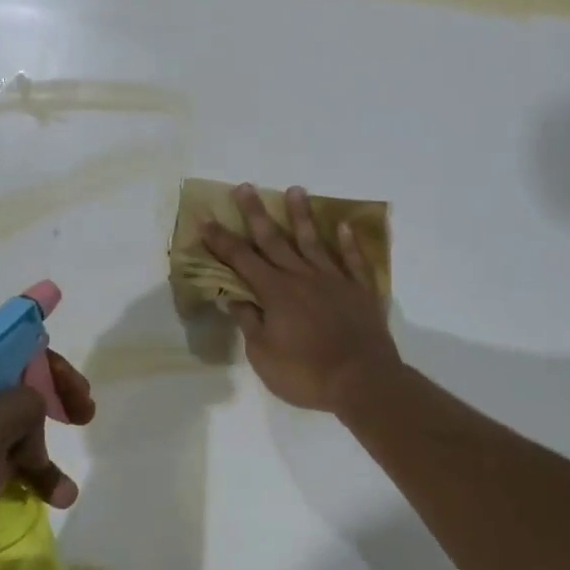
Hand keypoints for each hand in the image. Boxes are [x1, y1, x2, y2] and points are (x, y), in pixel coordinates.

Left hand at [0, 348, 93, 569]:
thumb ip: (16, 401)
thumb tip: (31, 406)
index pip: (0, 350)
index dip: (46, 365)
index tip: (79, 394)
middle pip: (5, 387)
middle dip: (47, 405)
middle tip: (82, 419)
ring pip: (2, 430)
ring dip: (39, 450)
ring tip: (64, 489)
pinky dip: (22, 477)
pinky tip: (52, 499)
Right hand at [201, 184, 399, 415]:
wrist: (363, 382)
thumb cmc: (306, 374)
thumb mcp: (263, 355)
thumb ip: (249, 322)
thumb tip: (235, 297)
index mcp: (275, 292)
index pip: (241, 259)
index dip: (221, 240)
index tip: (206, 219)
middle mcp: (302, 276)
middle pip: (274, 240)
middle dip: (256, 214)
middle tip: (245, 187)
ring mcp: (334, 280)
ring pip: (313, 241)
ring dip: (301, 215)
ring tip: (295, 190)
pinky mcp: (360, 290)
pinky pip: (353, 260)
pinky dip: (348, 242)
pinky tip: (343, 225)